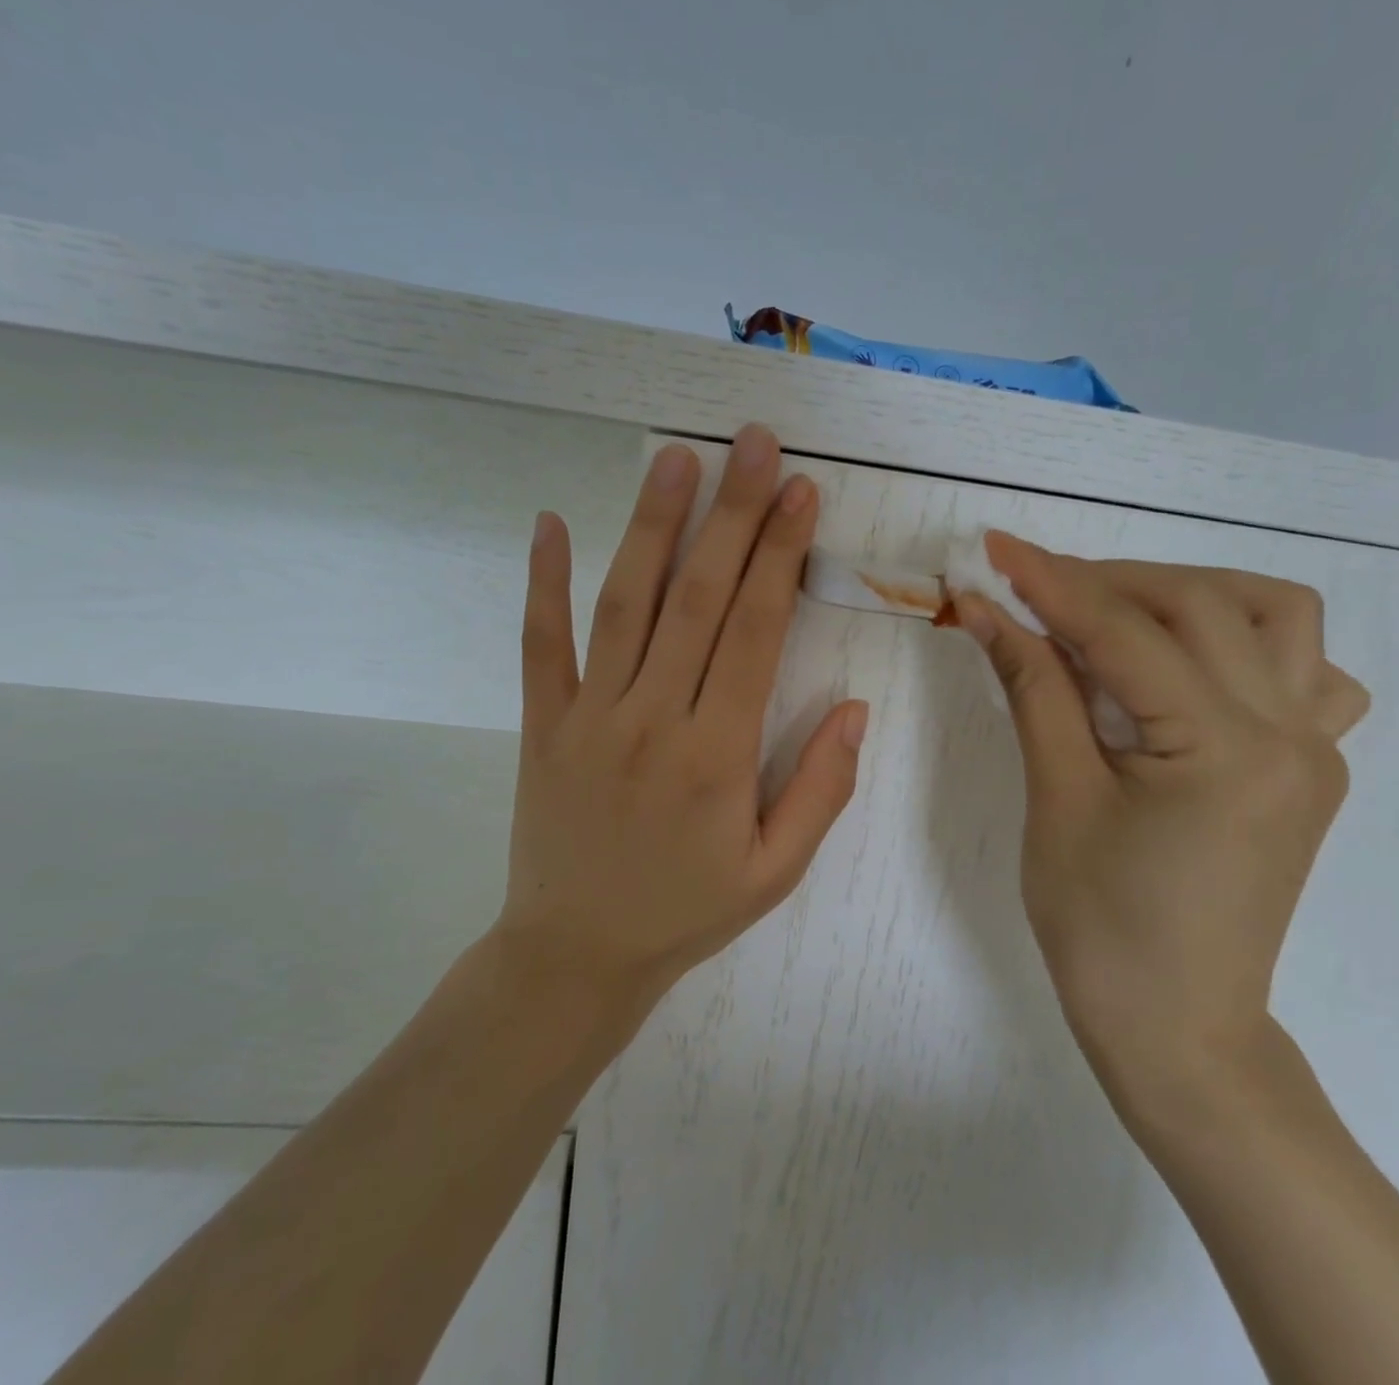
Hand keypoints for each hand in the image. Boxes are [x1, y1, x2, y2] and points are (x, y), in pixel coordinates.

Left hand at [492, 425, 869, 1017]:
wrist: (574, 954)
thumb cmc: (686, 912)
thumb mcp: (775, 871)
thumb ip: (821, 788)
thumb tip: (856, 709)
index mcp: (717, 754)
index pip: (757, 631)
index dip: (782, 555)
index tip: (801, 493)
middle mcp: (653, 719)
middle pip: (698, 598)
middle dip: (733, 514)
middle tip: (754, 443)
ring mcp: (591, 716)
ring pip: (625, 605)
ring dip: (651, 525)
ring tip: (677, 459)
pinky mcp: (544, 723)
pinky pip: (541, 644)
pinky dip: (543, 582)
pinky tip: (549, 523)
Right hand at [954, 532, 1367, 1120]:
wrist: (1179, 1029)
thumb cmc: (1102, 927)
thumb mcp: (1057, 798)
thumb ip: (1033, 688)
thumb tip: (987, 611)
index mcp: (1223, 749)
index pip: (1126, 632)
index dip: (1051, 582)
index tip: (994, 548)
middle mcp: (1290, 733)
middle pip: (1203, 603)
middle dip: (1110, 581)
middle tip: (1037, 590)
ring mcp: (1314, 748)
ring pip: (1275, 616)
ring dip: (1189, 595)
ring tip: (1116, 616)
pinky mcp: (1310, 767)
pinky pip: (1305, 672)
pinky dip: (1245, 642)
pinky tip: (1191, 669)